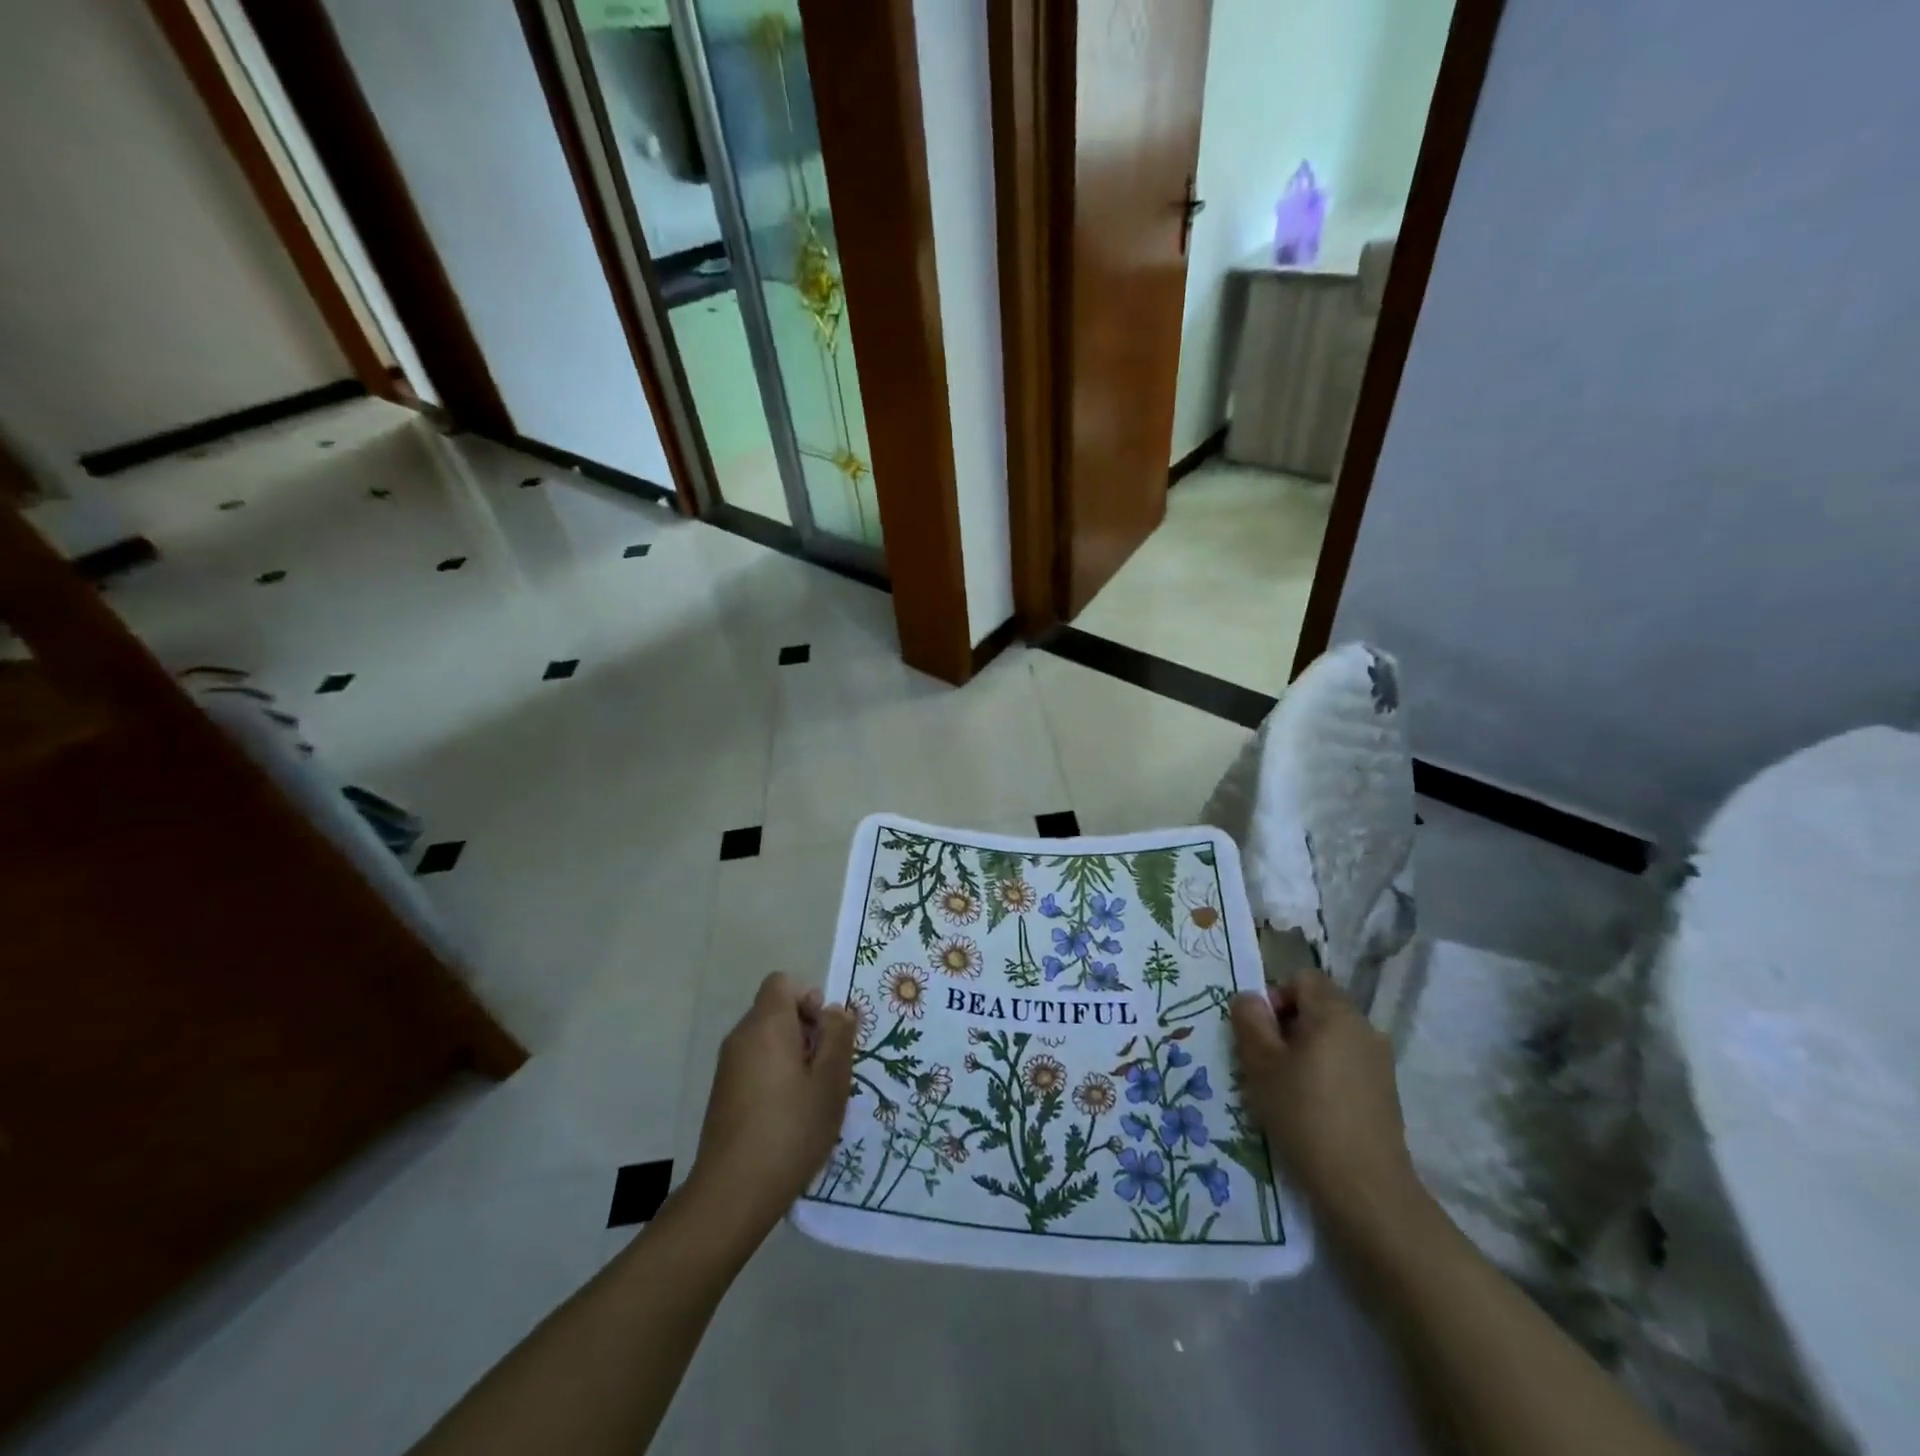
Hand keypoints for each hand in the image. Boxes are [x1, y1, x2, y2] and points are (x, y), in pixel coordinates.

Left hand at [687, 973, 854, 1239]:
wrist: (733, 1193)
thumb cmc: (791, 1129)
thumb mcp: (831, 1081)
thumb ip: (838, 1036)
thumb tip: (836, 1010)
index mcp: (766, 1025)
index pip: (783, 982)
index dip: (809, 998)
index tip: (826, 1035)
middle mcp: (741, 1037)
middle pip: (776, 1010)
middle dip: (807, 1029)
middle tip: (828, 1069)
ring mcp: (728, 1066)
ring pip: (768, 1039)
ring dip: (794, 1055)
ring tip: (813, 1095)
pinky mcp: (723, 1093)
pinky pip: (756, 1064)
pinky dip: (776, 1075)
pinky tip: (790, 1114)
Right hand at [1230, 971, 1423, 1238]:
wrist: (1366, 1189)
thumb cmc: (1305, 1115)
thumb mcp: (1261, 1064)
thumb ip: (1250, 1020)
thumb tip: (1249, 999)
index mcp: (1335, 1012)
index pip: (1301, 978)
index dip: (1274, 995)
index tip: (1259, 1032)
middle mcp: (1364, 1027)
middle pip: (1317, 1004)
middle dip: (1286, 1024)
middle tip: (1264, 1060)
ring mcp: (1379, 1061)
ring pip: (1331, 1035)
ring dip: (1304, 1050)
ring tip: (1284, 1087)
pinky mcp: (1384, 1092)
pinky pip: (1346, 1062)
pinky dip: (1324, 1072)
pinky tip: (1311, 1107)